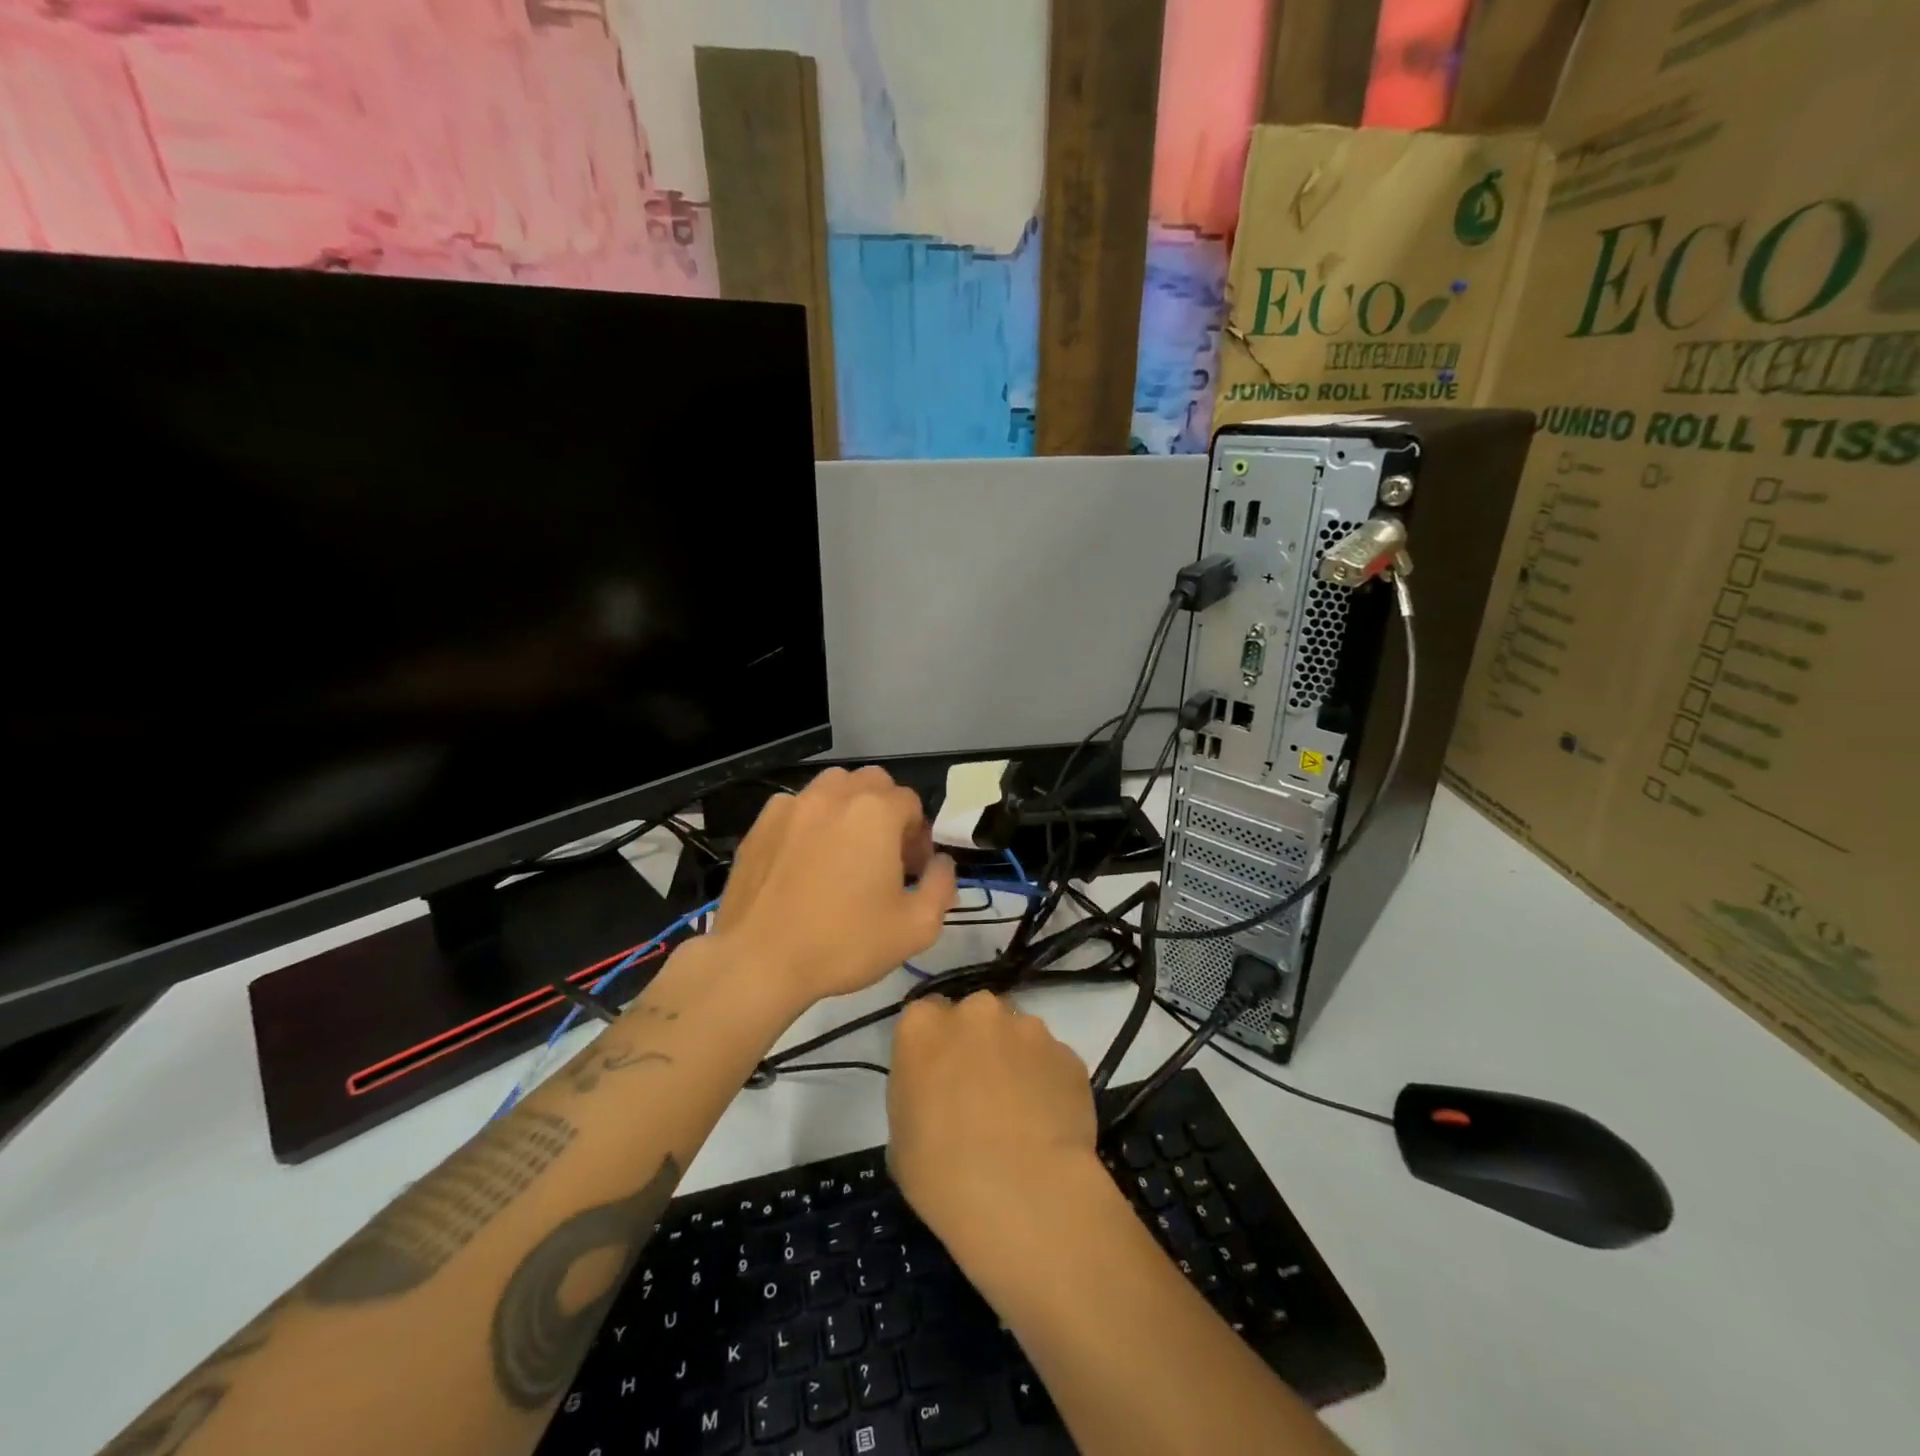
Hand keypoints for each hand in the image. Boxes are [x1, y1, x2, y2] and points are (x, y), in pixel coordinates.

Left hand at [706, 766, 956, 1006]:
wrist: (758, 962)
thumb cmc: (843, 943)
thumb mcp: (916, 928)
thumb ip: (941, 886)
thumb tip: (941, 864)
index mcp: (875, 813)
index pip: (911, 803)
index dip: (919, 836)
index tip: (913, 871)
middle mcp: (833, 796)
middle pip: (873, 783)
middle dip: (887, 811)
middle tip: (884, 855)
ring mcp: (792, 806)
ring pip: (833, 786)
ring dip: (849, 808)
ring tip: (844, 850)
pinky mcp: (760, 825)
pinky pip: (797, 806)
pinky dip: (810, 821)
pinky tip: (805, 860)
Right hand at [887, 992, 1104, 1262]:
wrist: (1025, 1194)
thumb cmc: (943, 1174)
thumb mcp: (901, 1137)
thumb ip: (917, 1093)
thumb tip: (940, 1094)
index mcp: (923, 1025)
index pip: (925, 1016)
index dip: (934, 1047)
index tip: (938, 1078)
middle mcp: (976, 1011)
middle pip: (974, 1017)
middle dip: (976, 1045)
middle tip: (978, 1093)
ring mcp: (1027, 1027)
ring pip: (1016, 1034)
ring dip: (1014, 1060)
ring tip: (1020, 1114)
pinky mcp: (1067, 1053)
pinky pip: (1050, 1062)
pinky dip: (1047, 1082)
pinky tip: (1047, 1125)